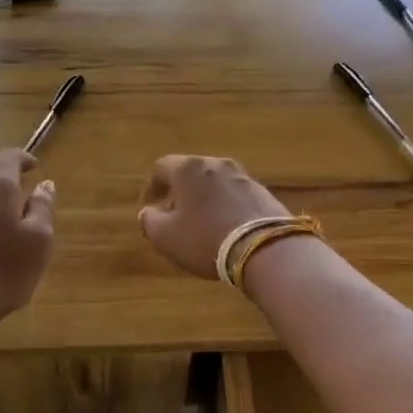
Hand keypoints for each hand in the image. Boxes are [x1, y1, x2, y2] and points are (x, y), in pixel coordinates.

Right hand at [137, 154, 289, 279]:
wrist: (265, 248)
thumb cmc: (206, 239)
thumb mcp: (166, 237)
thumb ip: (149, 221)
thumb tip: (147, 212)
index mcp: (188, 168)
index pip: (161, 167)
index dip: (151, 187)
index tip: (149, 206)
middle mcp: (216, 164)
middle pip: (190, 172)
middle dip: (179, 191)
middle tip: (173, 214)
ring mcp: (243, 176)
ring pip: (214, 182)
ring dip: (204, 198)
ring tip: (200, 222)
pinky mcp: (263, 192)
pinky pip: (235, 195)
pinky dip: (225, 205)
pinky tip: (225, 227)